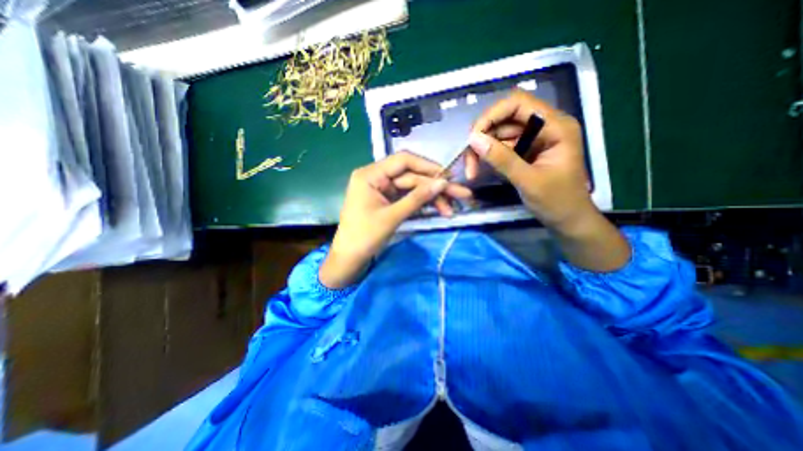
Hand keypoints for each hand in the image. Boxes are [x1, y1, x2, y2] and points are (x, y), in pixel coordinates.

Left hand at [319, 152, 472, 288]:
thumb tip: (443, 182)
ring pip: (413, 188)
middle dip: (435, 187)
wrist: (349, 259)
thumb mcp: (392, 217)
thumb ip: (417, 198)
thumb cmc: (364, 237)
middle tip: (461, 194)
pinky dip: (423, 204)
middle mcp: (377, 177)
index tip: (449, 176)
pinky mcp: (388, 201)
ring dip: (432, 198)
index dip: (428, 167)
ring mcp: (383, 189)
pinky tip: (439, 209)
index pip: (403, 161)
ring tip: (451, 209)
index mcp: (370, 175)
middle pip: (411, 176)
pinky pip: (408, 197)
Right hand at [465, 91, 595, 231]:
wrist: (568, 220)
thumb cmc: (557, 202)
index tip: (473, 137)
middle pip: (504, 119)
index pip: (518, 104)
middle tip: (469, 162)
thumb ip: (501, 159)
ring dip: (483, 149)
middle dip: (483, 137)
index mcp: (555, 126)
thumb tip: (473, 139)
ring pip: (499, 133)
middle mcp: (544, 126)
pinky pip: (501, 146)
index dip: (491, 115)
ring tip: (472, 170)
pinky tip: (481, 168)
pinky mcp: (525, 151)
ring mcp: (533, 139)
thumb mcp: (528, 181)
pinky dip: (489, 156)